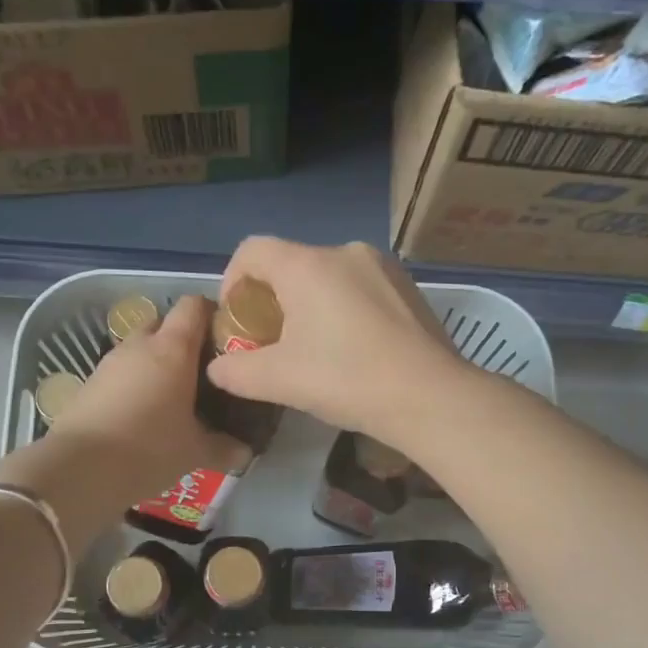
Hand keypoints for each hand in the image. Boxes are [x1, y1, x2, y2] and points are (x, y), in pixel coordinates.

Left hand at [51, 294, 245, 504]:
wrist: (79, 469)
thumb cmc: (149, 448)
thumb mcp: (195, 452)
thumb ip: (224, 448)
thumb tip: (245, 453)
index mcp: (173, 349)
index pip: (194, 306)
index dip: (212, 315)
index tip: (226, 339)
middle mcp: (140, 345)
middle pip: (164, 323)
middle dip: (183, 340)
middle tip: (202, 372)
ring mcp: (110, 362)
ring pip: (140, 349)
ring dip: (157, 364)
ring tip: (175, 397)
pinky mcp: (90, 384)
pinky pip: (121, 373)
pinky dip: (135, 383)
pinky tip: (145, 414)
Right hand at [205, 238, 470, 445]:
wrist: (431, 397)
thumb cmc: (347, 380)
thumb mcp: (279, 381)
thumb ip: (236, 372)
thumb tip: (217, 369)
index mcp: (308, 264)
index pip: (252, 250)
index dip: (232, 282)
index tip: (237, 322)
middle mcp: (345, 252)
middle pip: (290, 265)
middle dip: (272, 302)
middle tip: (272, 345)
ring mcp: (383, 267)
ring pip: (327, 278)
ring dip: (309, 307)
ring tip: (315, 352)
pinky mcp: (408, 287)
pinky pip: (359, 288)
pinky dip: (343, 310)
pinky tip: (354, 350)